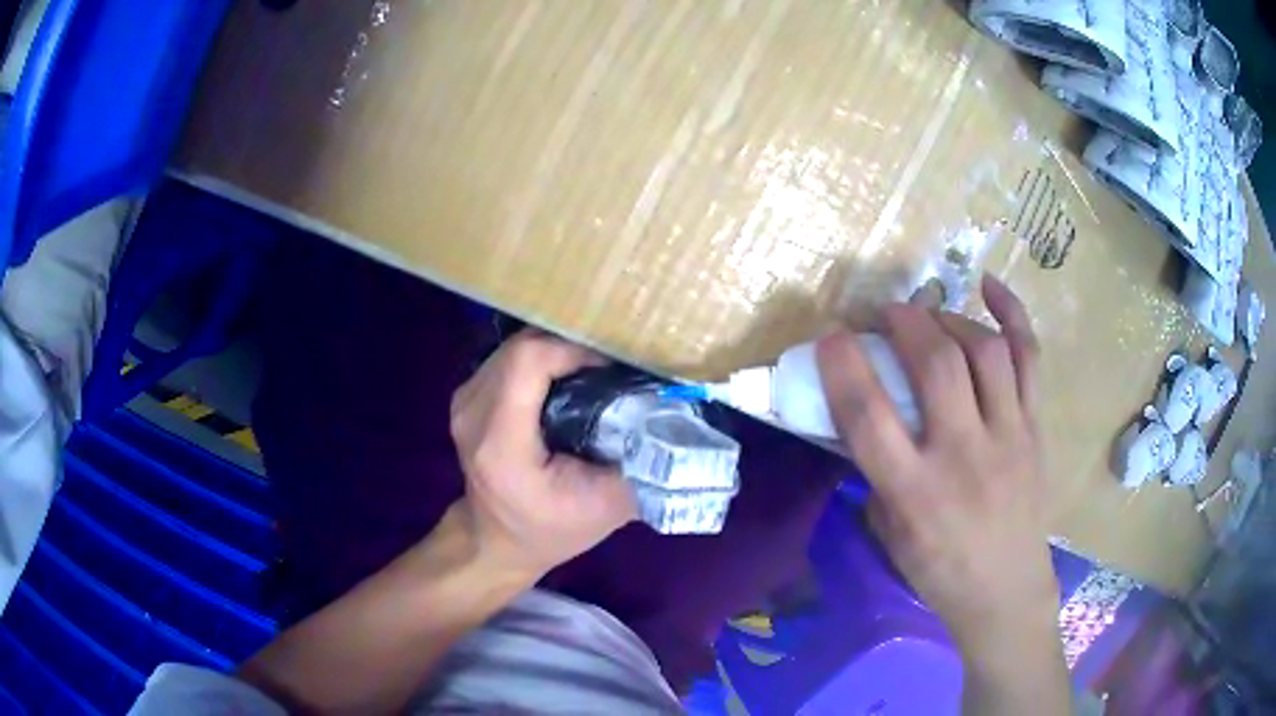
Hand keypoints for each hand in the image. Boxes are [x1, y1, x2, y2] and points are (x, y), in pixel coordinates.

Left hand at [449, 330, 636, 581]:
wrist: (497, 541)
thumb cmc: (552, 529)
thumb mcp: (608, 507)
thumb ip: (640, 460)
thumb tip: (674, 412)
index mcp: (501, 443)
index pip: (529, 361)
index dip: (575, 349)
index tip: (614, 365)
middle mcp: (473, 414)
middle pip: (523, 346)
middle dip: (572, 345)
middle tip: (613, 363)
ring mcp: (465, 401)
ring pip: (516, 346)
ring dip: (558, 350)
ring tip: (595, 368)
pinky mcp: (468, 396)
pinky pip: (508, 358)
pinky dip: (542, 359)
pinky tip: (567, 377)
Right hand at [817, 275, 1058, 654]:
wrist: (1006, 592)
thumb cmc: (939, 571)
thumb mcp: (890, 534)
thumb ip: (877, 471)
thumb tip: (866, 415)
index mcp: (915, 493)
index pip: (869, 416)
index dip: (842, 365)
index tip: (830, 335)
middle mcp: (963, 456)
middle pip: (936, 364)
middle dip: (904, 322)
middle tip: (886, 313)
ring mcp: (1008, 437)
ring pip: (985, 351)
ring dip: (949, 319)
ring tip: (932, 317)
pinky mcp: (1036, 428)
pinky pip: (1030, 358)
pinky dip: (1012, 313)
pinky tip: (989, 286)